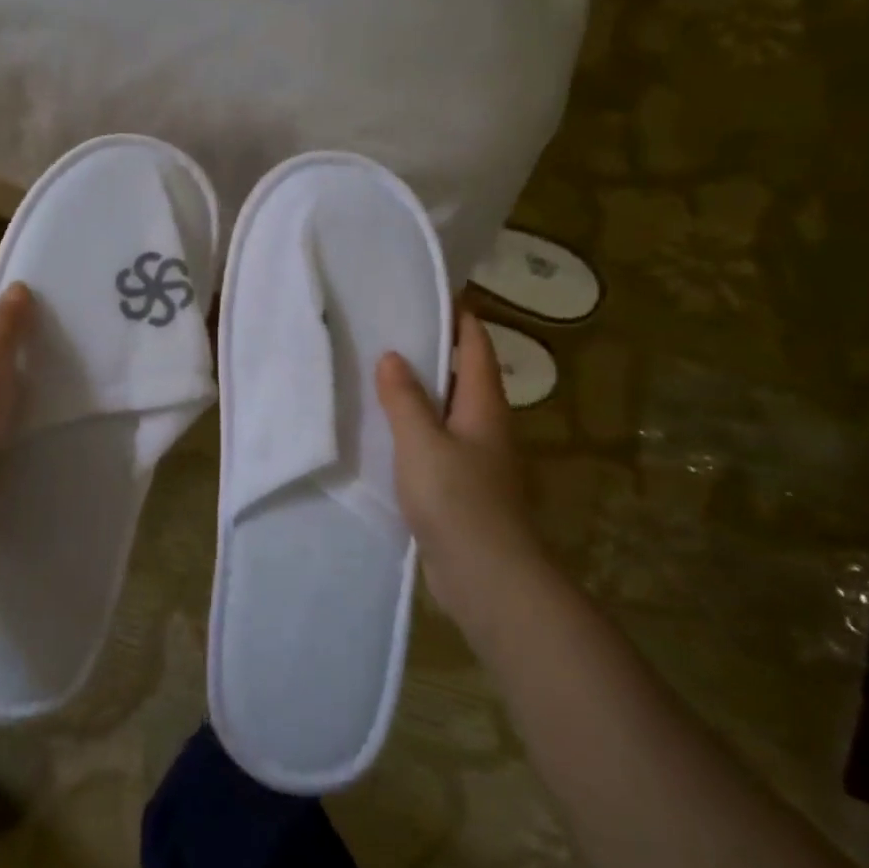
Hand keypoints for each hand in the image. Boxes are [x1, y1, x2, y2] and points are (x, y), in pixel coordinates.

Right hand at [376, 311, 545, 644]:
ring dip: (423, 391)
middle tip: (392, 327)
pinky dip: (416, 427)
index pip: (476, 346)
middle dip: (436, 350)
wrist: (487, 576)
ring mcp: (477, 458)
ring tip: (381, 372)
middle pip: (465, 375)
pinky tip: (387, 430)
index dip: (459, 316)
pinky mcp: (463, 486)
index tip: (431, 291)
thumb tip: (393, 356)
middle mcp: (487, 426)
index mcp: (484, 406)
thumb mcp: (422, 442)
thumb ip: (405, 399)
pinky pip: (438, 442)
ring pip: (449, 411)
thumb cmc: (457, 500)